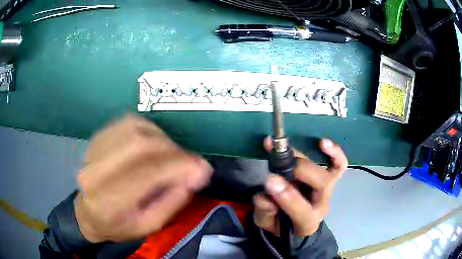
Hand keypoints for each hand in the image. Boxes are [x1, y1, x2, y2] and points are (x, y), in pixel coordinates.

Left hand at [74, 115, 211, 242]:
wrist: (88, 213)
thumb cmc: (118, 225)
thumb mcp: (149, 226)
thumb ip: (172, 201)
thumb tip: (195, 174)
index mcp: (108, 201)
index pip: (147, 173)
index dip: (179, 166)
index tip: (203, 168)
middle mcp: (96, 171)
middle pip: (140, 144)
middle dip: (173, 150)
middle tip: (189, 162)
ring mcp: (93, 149)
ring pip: (135, 129)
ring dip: (162, 139)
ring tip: (172, 154)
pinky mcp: (97, 137)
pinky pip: (128, 123)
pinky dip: (149, 130)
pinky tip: (155, 142)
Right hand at [253, 137, 347, 236]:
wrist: (296, 224)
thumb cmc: (280, 224)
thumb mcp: (265, 223)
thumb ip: (264, 211)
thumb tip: (264, 195)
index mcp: (306, 222)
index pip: (302, 211)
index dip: (287, 195)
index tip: (269, 180)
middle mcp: (322, 204)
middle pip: (320, 185)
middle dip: (299, 171)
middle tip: (277, 162)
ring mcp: (328, 190)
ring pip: (329, 172)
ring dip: (310, 158)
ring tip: (288, 146)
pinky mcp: (330, 179)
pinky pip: (339, 165)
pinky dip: (335, 153)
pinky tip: (322, 143)